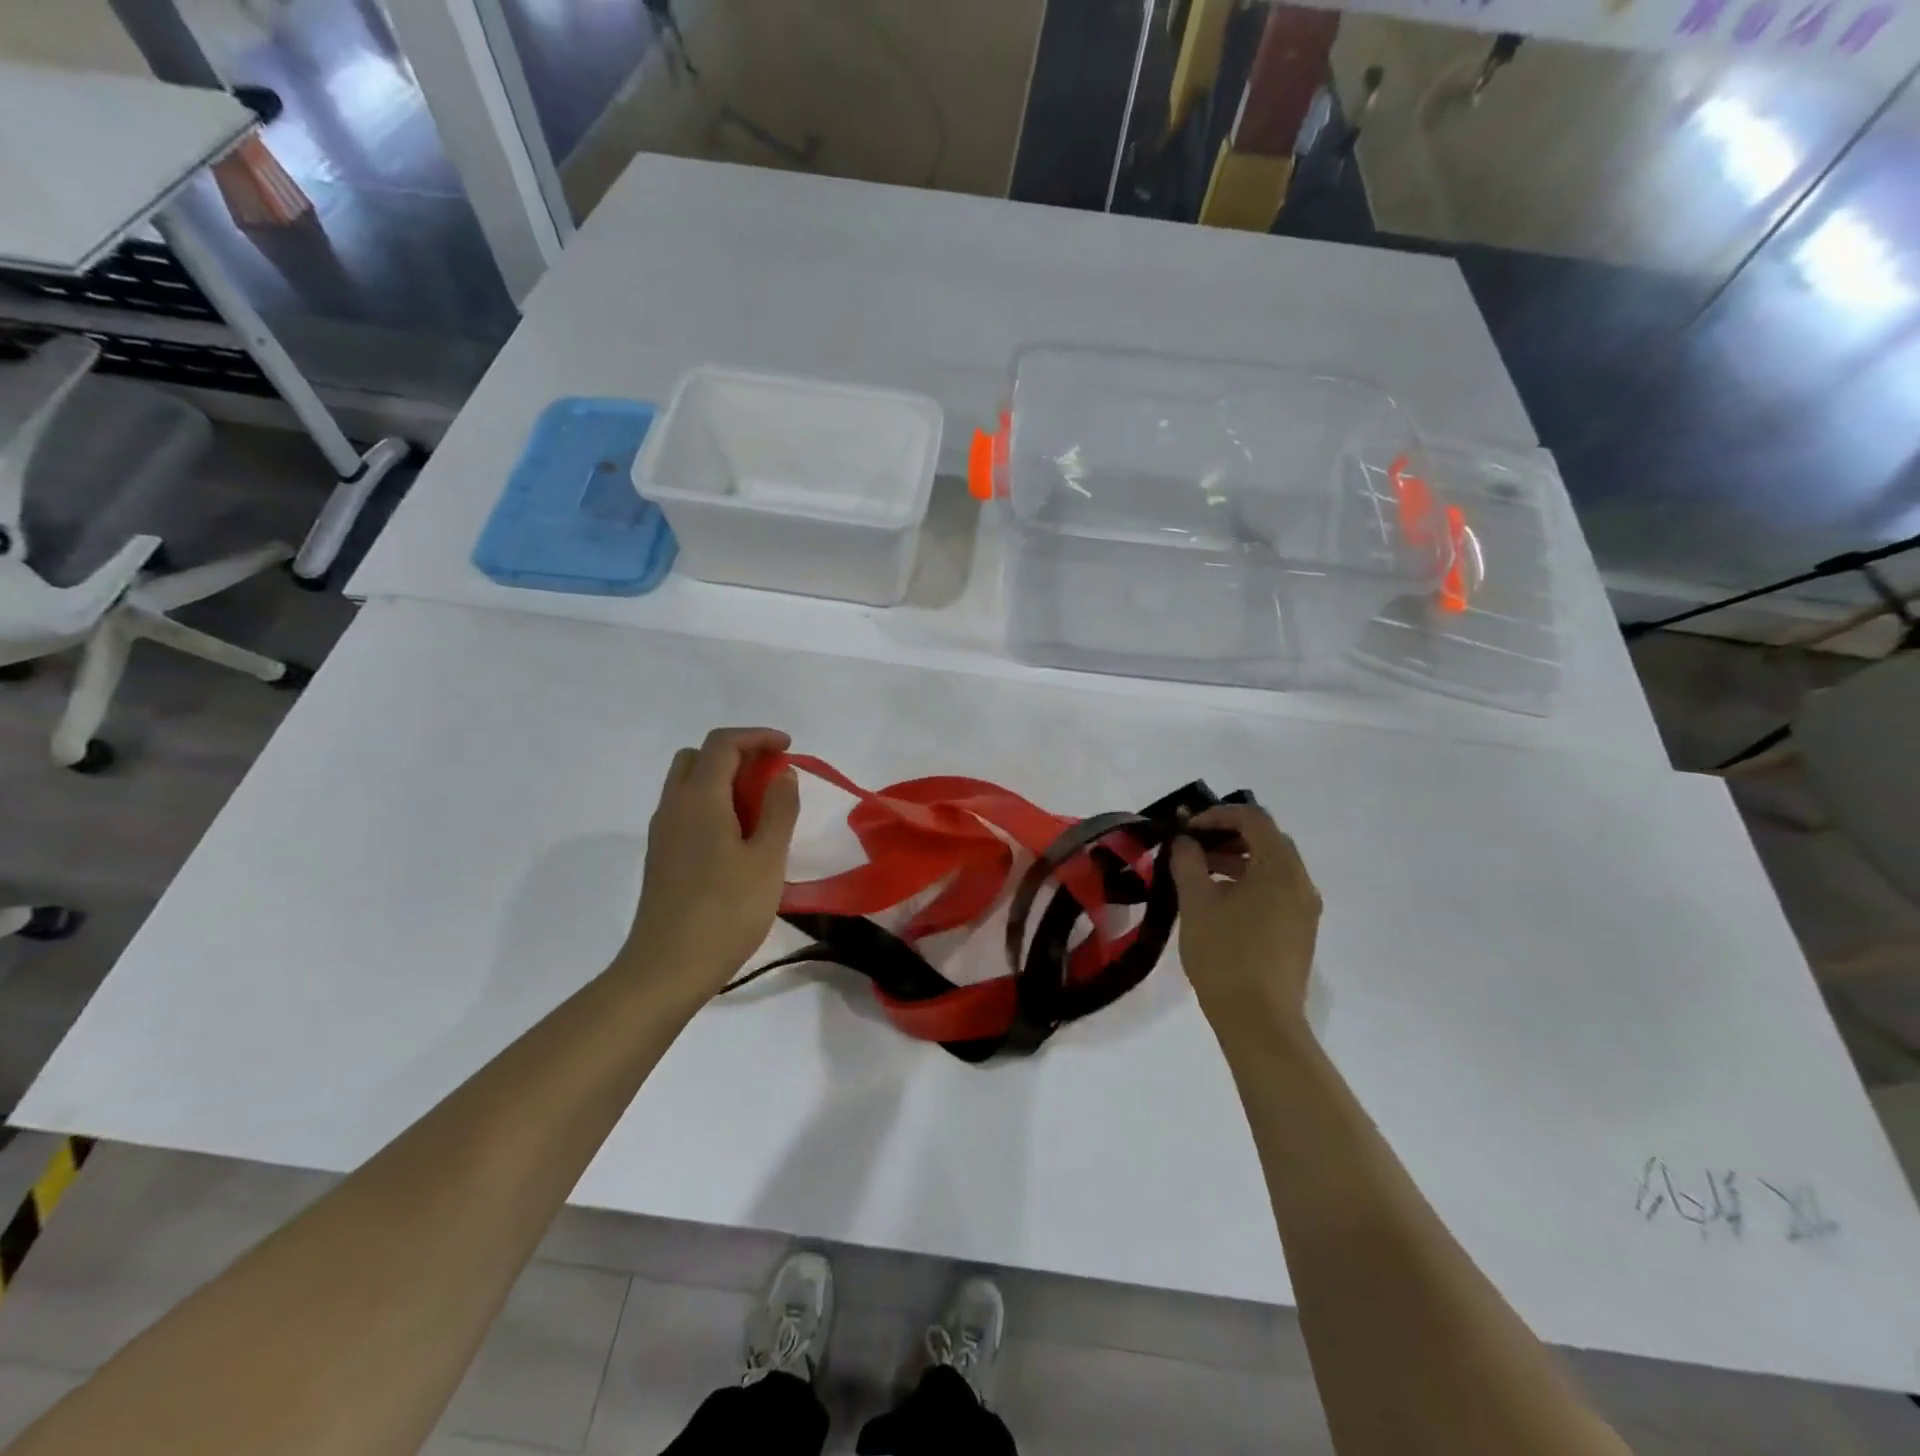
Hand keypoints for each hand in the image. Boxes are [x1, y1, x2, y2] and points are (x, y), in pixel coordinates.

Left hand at [622, 727, 801, 997]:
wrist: (668, 968)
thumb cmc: (726, 911)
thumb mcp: (767, 859)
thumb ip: (779, 809)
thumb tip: (782, 773)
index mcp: (700, 799)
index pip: (723, 743)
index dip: (757, 736)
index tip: (788, 748)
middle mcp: (674, 806)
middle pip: (698, 757)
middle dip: (737, 754)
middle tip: (771, 774)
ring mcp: (662, 832)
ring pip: (688, 783)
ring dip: (723, 779)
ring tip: (760, 806)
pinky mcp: (661, 855)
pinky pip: (686, 809)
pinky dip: (712, 803)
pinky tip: (738, 836)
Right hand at [1169, 803, 1321, 1033]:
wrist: (1259, 1022)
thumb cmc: (1225, 956)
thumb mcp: (1197, 903)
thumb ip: (1188, 862)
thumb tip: (1186, 841)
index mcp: (1280, 869)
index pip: (1253, 819)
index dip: (1217, 815)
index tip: (1186, 829)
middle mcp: (1301, 883)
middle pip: (1267, 840)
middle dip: (1228, 836)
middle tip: (1193, 848)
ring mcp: (1304, 910)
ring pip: (1272, 867)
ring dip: (1237, 861)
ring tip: (1200, 875)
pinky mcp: (1299, 932)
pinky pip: (1275, 891)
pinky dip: (1249, 883)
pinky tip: (1219, 904)